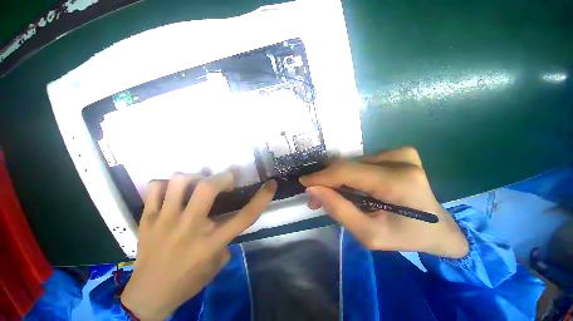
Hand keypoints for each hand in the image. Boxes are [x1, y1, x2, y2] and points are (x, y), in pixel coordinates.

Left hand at [121, 172, 276, 319]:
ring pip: (179, 181)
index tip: (271, 184)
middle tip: (226, 181)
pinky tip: (173, 193)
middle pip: (207, 188)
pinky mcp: (147, 218)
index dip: (262, 198)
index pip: (245, 216)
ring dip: (195, 177)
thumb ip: (227, 238)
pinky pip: (154, 187)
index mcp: (211, 243)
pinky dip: (166, 185)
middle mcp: (190, 228)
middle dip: (223, 177)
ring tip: (198, 184)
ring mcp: (165, 221)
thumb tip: (226, 219)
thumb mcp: (218, 263)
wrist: (147, 295)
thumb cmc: (188, 280)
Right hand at [300, 147, 467, 258]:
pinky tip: (352, 188)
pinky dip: (350, 175)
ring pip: (351, 163)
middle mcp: (399, 160)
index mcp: (398, 182)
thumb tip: (314, 189)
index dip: (321, 176)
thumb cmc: (406, 236)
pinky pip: (361, 162)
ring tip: (331, 195)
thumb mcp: (369, 234)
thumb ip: (339, 210)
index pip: (347, 172)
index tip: (304, 183)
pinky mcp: (398, 152)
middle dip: (326, 181)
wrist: (439, 228)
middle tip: (316, 198)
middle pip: (347, 165)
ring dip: (337, 179)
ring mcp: (400, 153)